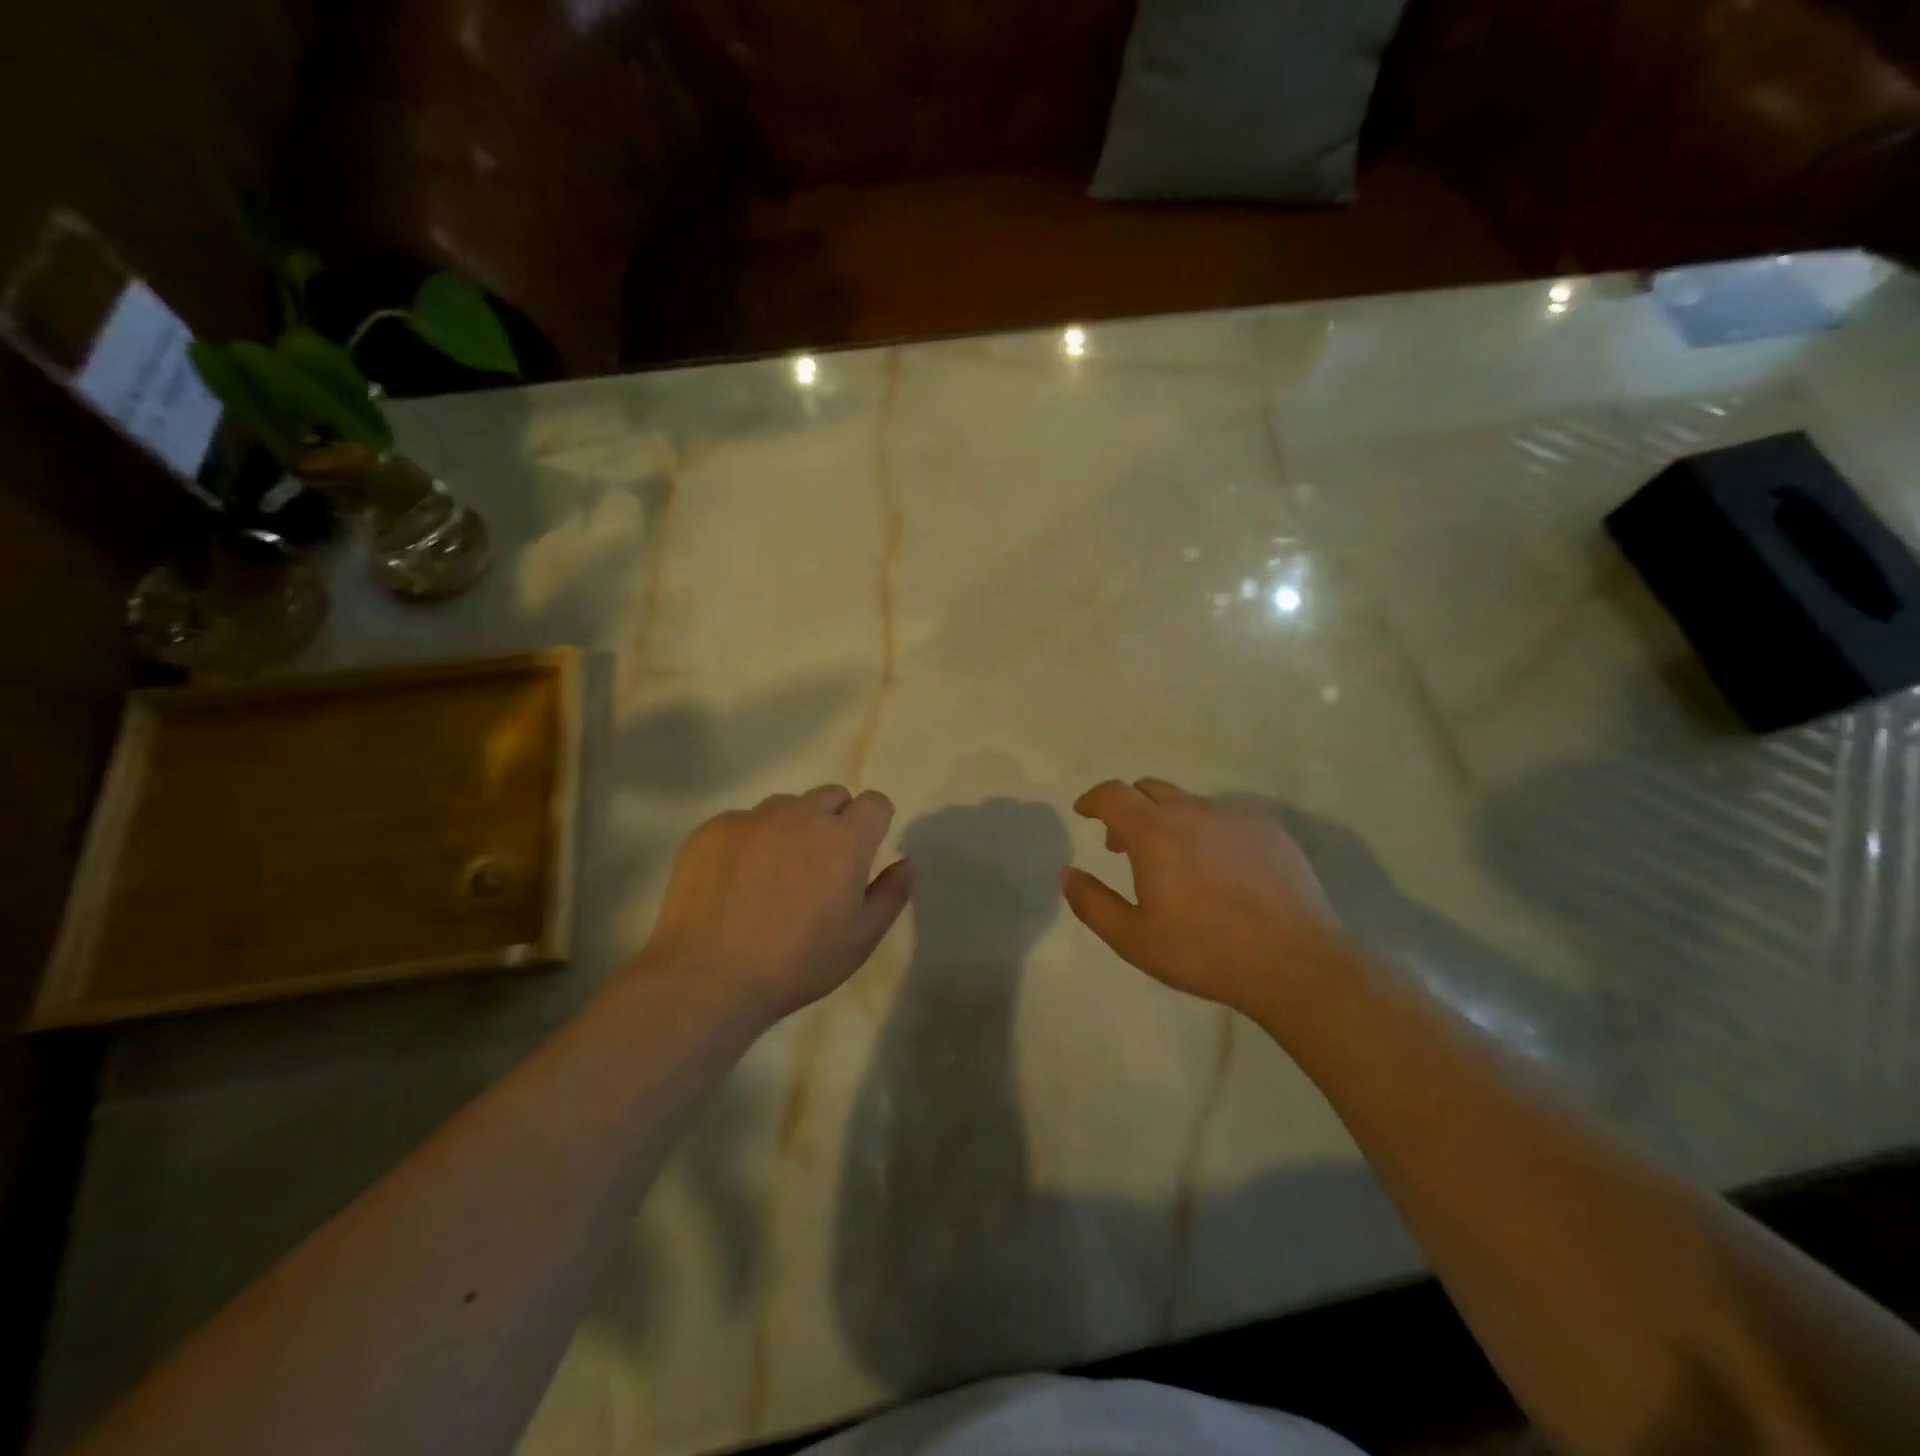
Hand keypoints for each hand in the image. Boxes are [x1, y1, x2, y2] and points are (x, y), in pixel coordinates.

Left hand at [635, 786, 913, 1021]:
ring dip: (792, 827)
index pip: (875, 802)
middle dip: (835, 821)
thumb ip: (891, 893)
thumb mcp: (860, 939)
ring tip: (774, 873)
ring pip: (786, 805)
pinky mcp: (713, 828)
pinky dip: (750, 840)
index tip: (863, 854)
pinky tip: (736, 881)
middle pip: (831, 796)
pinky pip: (744, 821)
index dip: (874, 825)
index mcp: (844, 838)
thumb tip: (908, 862)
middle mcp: (801, 814)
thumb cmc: (797, 963)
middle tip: (820, 867)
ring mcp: (753, 817)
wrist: (708, 978)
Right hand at [1061, 778, 1346, 1017]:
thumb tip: (1067, 873)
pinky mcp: (1269, 828)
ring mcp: (1235, 815)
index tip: (1084, 812)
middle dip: (1128, 810)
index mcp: (1154, 832)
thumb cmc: (1204, 952)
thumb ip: (1091, 902)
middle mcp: (1193, 810)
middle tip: (1123, 846)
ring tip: (1175, 860)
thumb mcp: (1133, 938)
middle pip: (1149, 789)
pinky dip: (1208, 830)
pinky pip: (1226, 815)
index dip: (1093, 799)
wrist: (1295, 963)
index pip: (1113, 794)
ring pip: (1189, 803)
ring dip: (1168, 820)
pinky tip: (1220, 867)